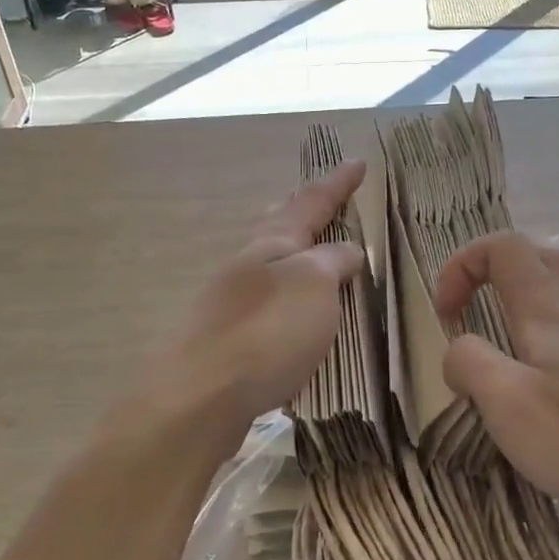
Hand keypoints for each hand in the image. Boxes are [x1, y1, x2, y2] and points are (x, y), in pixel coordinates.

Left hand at [153, 161, 367, 449]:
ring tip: (306, 252)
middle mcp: (245, 266)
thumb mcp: (313, 288)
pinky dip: (279, 294)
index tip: (358, 162)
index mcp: (271, 245)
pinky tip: (284, 312)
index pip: (311, 204)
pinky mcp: (224, 339)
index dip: (337, 185)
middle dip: (299, 209)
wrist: (200, 396)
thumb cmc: (267, 333)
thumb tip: (346, 248)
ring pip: (264, 263)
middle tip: (317, 198)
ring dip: (287, 251)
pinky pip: (260, 303)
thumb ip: (331, 263)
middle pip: (274, 225)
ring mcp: (229, 302)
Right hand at [434, 232, 558, 526]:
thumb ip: (471, 363)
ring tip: (501, 355)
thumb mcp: (508, 403)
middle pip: (543, 257)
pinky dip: (548, 343)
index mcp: (551, 310)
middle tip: (473, 308)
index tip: (444, 314)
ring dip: (524, 308)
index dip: (463, 264)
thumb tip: (458, 350)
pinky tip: (544, 391)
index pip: (504, 247)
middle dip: (497, 270)